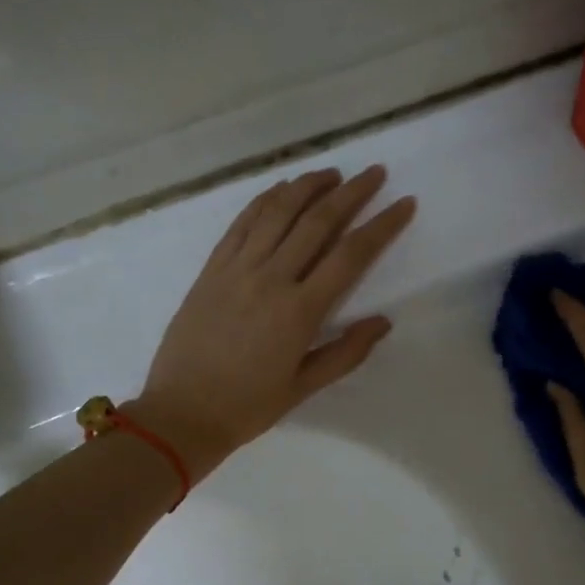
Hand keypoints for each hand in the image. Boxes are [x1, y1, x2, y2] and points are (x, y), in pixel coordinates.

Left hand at [133, 165, 415, 478]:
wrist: (181, 412)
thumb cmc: (248, 407)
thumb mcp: (304, 387)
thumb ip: (346, 353)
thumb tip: (383, 322)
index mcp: (299, 312)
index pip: (350, 256)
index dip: (382, 226)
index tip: (404, 203)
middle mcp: (271, 279)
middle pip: (317, 222)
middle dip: (351, 193)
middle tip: (374, 173)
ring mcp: (237, 269)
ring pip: (277, 212)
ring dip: (308, 186)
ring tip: (332, 172)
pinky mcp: (211, 268)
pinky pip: (242, 223)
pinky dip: (265, 200)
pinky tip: (282, 190)